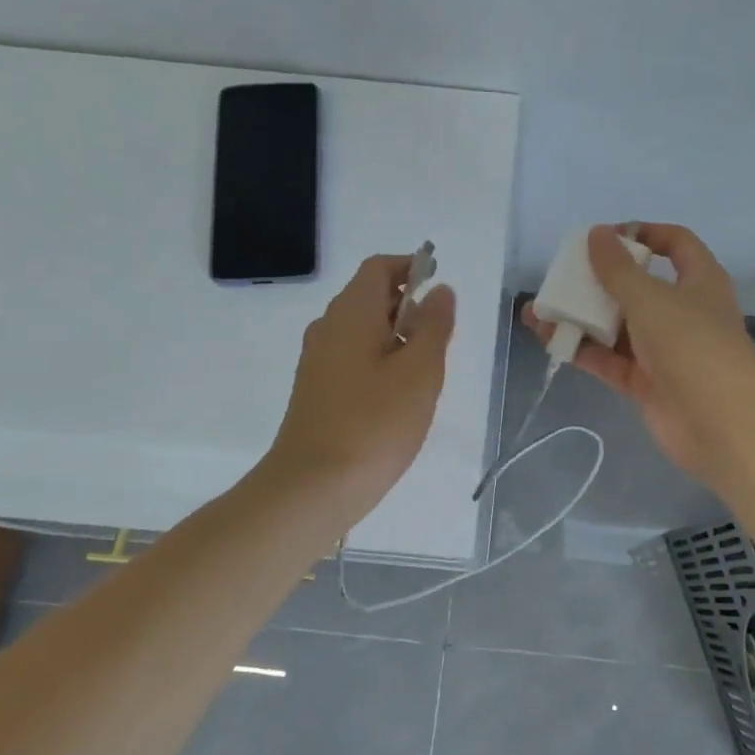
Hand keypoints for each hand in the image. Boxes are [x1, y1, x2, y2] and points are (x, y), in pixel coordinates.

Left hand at [269, 254, 456, 522]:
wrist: (314, 486)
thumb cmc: (375, 423)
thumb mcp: (420, 371)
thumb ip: (434, 325)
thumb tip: (440, 290)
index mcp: (352, 313)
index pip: (379, 267)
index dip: (411, 268)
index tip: (440, 290)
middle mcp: (328, 327)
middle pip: (371, 297)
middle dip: (410, 307)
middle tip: (440, 342)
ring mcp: (318, 360)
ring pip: (363, 330)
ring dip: (397, 338)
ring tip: (425, 374)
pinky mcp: (317, 389)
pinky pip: (353, 357)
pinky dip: (380, 361)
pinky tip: (398, 398)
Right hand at [523, 223, 754, 480]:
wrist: (720, 423)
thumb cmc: (691, 343)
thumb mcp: (650, 298)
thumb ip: (618, 268)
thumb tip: (596, 233)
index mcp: (699, 281)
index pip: (675, 244)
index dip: (643, 234)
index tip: (605, 238)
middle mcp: (683, 312)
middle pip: (637, 287)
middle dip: (596, 282)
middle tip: (559, 278)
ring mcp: (664, 350)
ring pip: (617, 326)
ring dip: (580, 318)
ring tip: (537, 313)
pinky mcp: (647, 383)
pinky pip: (610, 360)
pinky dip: (583, 350)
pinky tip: (549, 341)